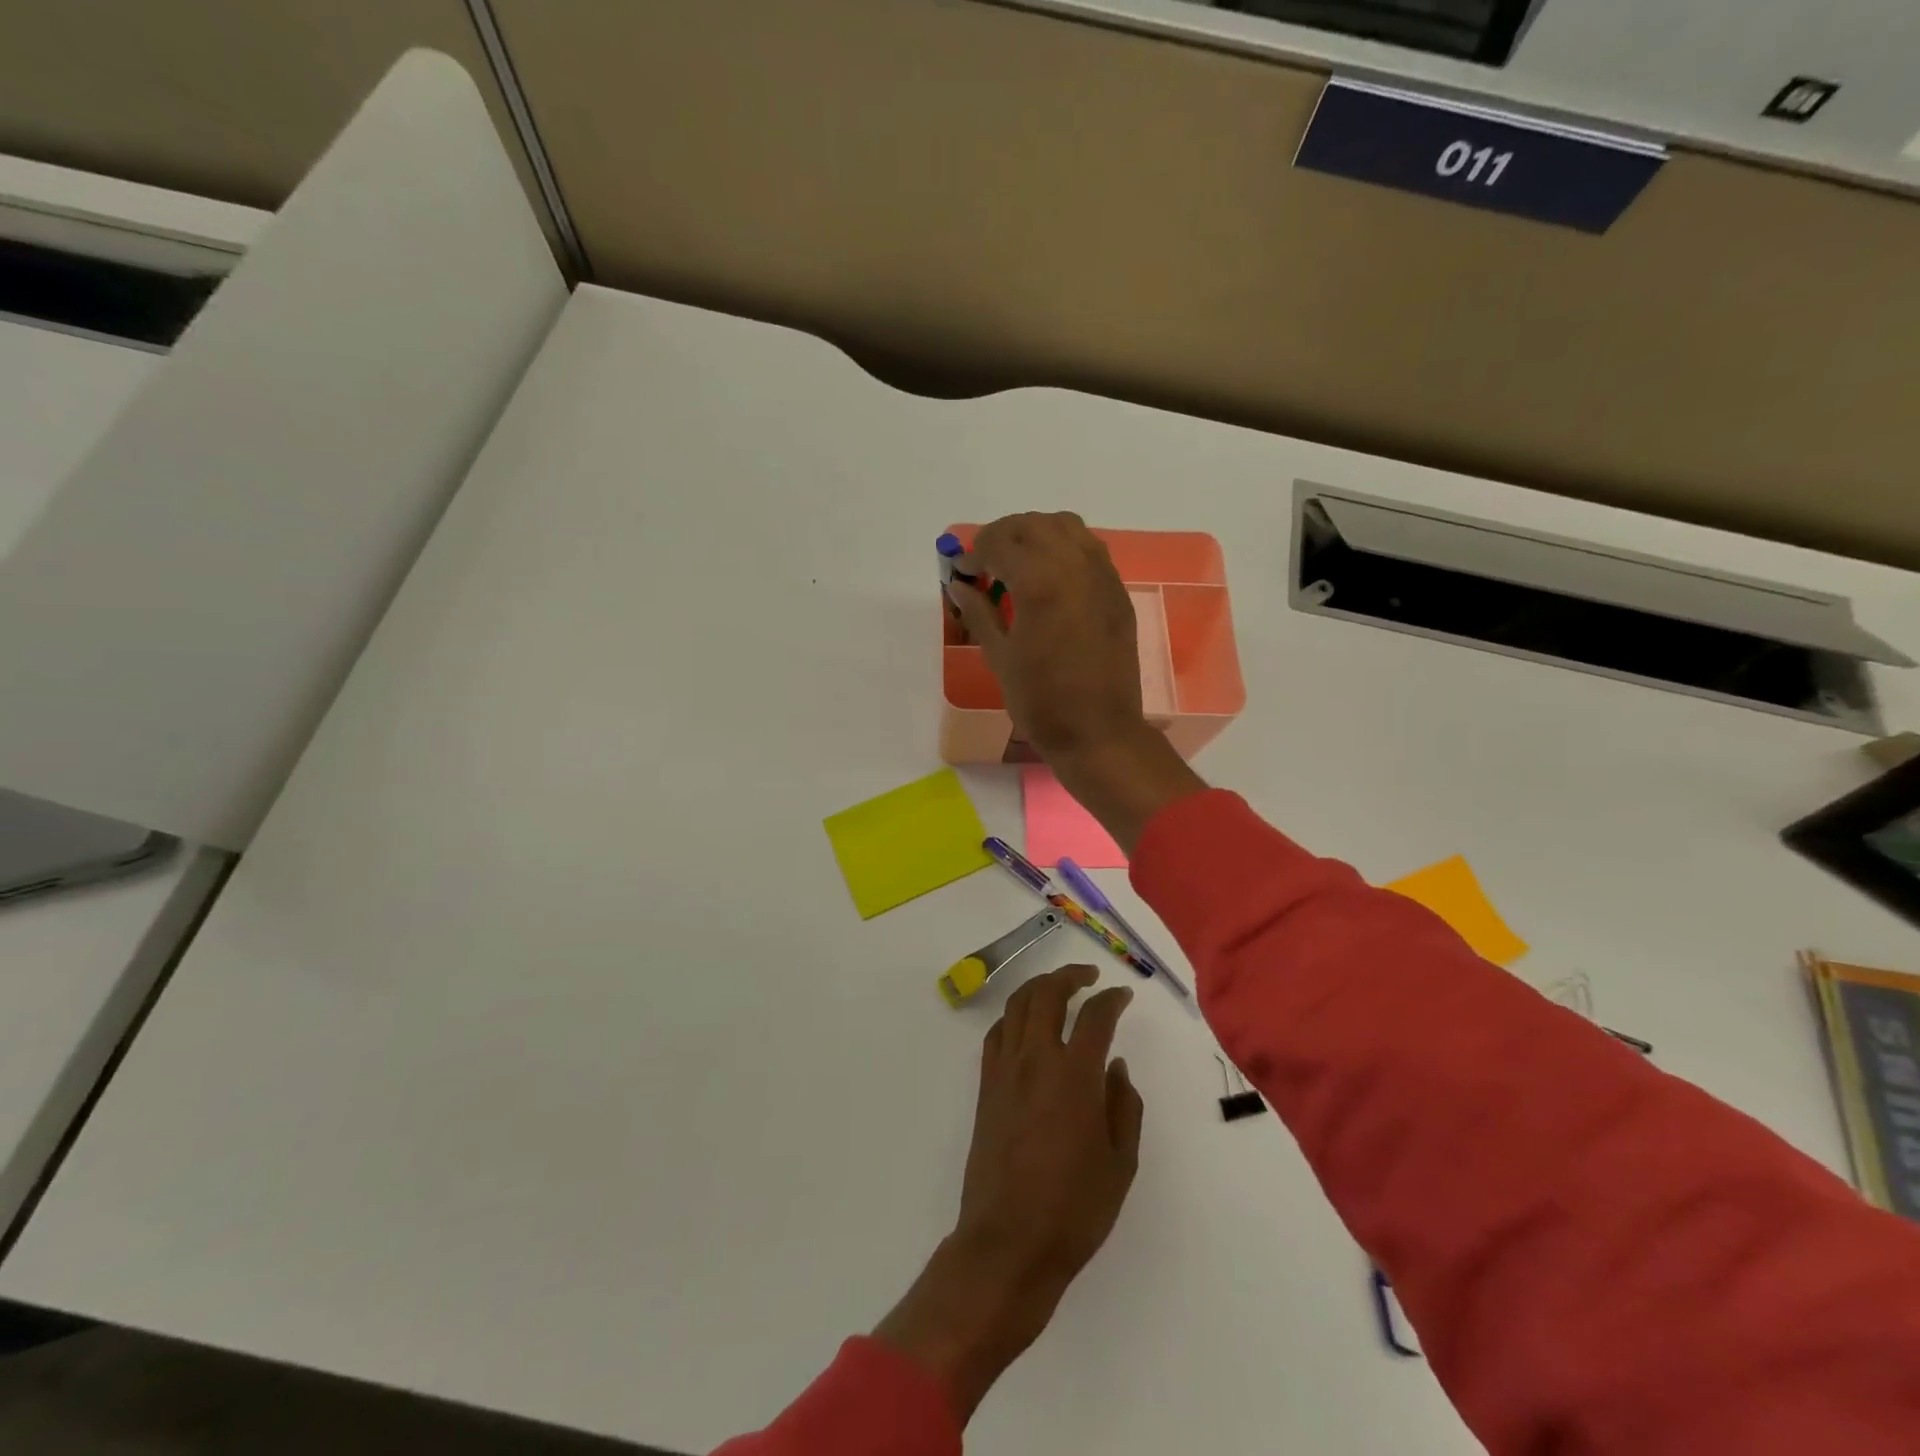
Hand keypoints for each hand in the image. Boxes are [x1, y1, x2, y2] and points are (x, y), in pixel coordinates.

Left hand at [873, 965, 1142, 1422]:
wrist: (1008, 1242)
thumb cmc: (1074, 1208)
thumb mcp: (1121, 1162)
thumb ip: (1124, 1105)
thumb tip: (1116, 1066)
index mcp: (1075, 1075)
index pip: (1095, 1016)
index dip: (1112, 999)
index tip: (1124, 995)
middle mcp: (1036, 1060)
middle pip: (1047, 994)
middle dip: (1070, 975)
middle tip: (1089, 976)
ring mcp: (1004, 1070)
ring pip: (1017, 1006)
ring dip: (1039, 987)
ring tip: (1059, 989)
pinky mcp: (985, 1087)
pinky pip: (997, 1033)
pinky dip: (1014, 1017)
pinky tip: (1027, 1026)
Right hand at [948, 512, 1206, 848]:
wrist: (1098, 732)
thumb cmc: (1041, 702)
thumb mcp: (1000, 657)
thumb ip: (979, 611)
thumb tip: (959, 584)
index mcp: (1041, 583)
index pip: (1000, 542)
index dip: (974, 552)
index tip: (962, 572)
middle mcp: (1075, 567)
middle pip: (1033, 524)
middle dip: (1003, 536)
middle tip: (985, 564)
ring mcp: (1102, 576)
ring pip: (1066, 527)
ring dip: (1035, 534)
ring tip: (1017, 564)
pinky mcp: (1117, 592)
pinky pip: (1089, 549)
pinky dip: (1063, 548)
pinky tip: (1049, 579)